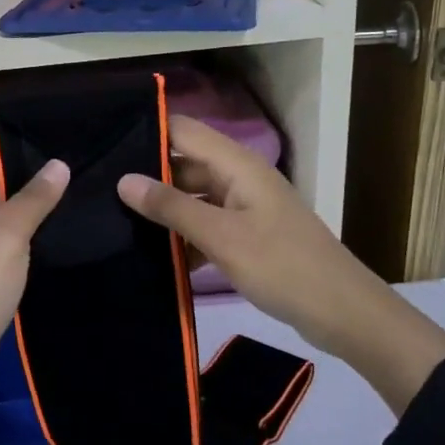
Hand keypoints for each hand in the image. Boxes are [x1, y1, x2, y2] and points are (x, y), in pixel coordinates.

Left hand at [0, 127, 68, 444]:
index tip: (45, 108)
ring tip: (83, 178)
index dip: (2, 122)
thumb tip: (57, 162)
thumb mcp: (3, 240)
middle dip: (30, 156)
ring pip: (9, 208)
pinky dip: (39, 230)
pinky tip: (68, 229)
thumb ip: (30, 201)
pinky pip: (17, 242)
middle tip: (80, 143)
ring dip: (37, 194)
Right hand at [115, 115, 444, 413]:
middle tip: (100, 192)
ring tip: (116, 222)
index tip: (104, 145)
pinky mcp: (247, 236)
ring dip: (164, 210)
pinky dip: (184, 237)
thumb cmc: (283, 267)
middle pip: (185, 164)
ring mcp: (245, 208)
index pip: (183, 131)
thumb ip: (172, 207)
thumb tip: (123, 180)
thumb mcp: (221, 237)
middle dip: (148, 176)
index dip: (146, 132)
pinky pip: (206, 225)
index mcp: (238, 165)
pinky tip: (155, 257)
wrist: (344, 314)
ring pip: (193, 197)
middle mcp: (240, 178)